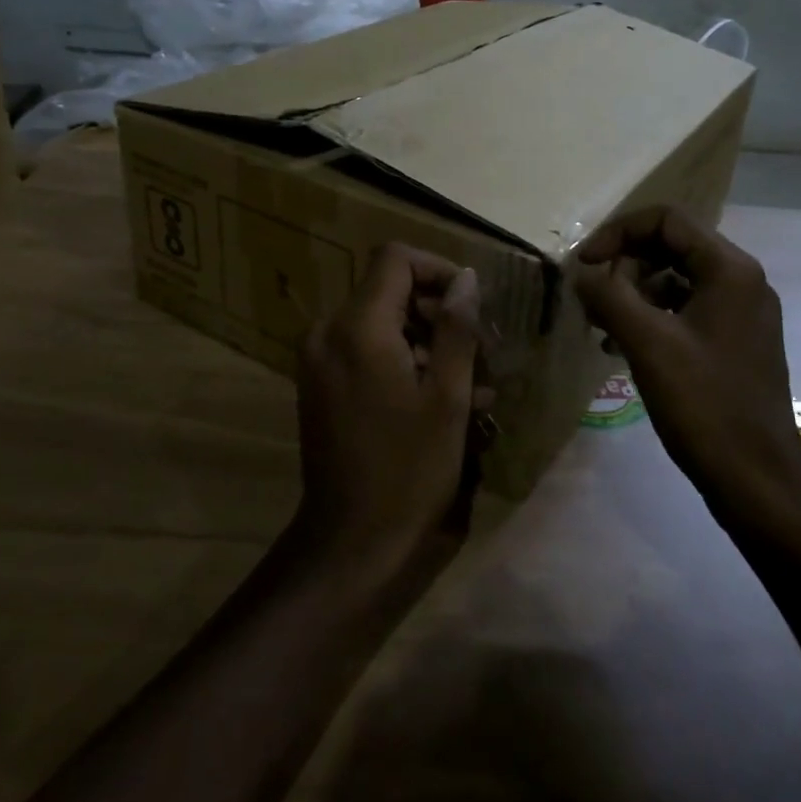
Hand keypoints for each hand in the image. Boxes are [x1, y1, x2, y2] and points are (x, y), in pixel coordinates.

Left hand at [293, 243, 492, 581]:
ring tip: (475, 385)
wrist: (352, 542)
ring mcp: (318, 359)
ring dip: (427, 343)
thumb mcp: (447, 396)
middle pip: (388, 290)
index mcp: (357, 326)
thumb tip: (465, 278)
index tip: (471, 304)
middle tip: (483, 352)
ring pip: (380, 322)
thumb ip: (456, 327)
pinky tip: (439, 399)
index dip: (437, 269)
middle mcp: (328, 331)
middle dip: (438, 313)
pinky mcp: (319, 383)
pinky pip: (364, 350)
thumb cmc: (409, 468)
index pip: (395, 259)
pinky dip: (401, 361)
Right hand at [574, 207, 800, 515]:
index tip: (585, 264)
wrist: (756, 481)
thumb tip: (581, 272)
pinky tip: (621, 348)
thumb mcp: (646, 343)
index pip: (666, 220)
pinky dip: (651, 318)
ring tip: (601, 328)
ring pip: (675, 280)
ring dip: (633, 294)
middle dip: (624, 267)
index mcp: (729, 270)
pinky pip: (685, 310)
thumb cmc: (704, 404)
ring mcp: (741, 313)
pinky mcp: (735, 342)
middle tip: (593, 302)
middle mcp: (741, 281)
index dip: (618, 233)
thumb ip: (608, 296)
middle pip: (671, 247)